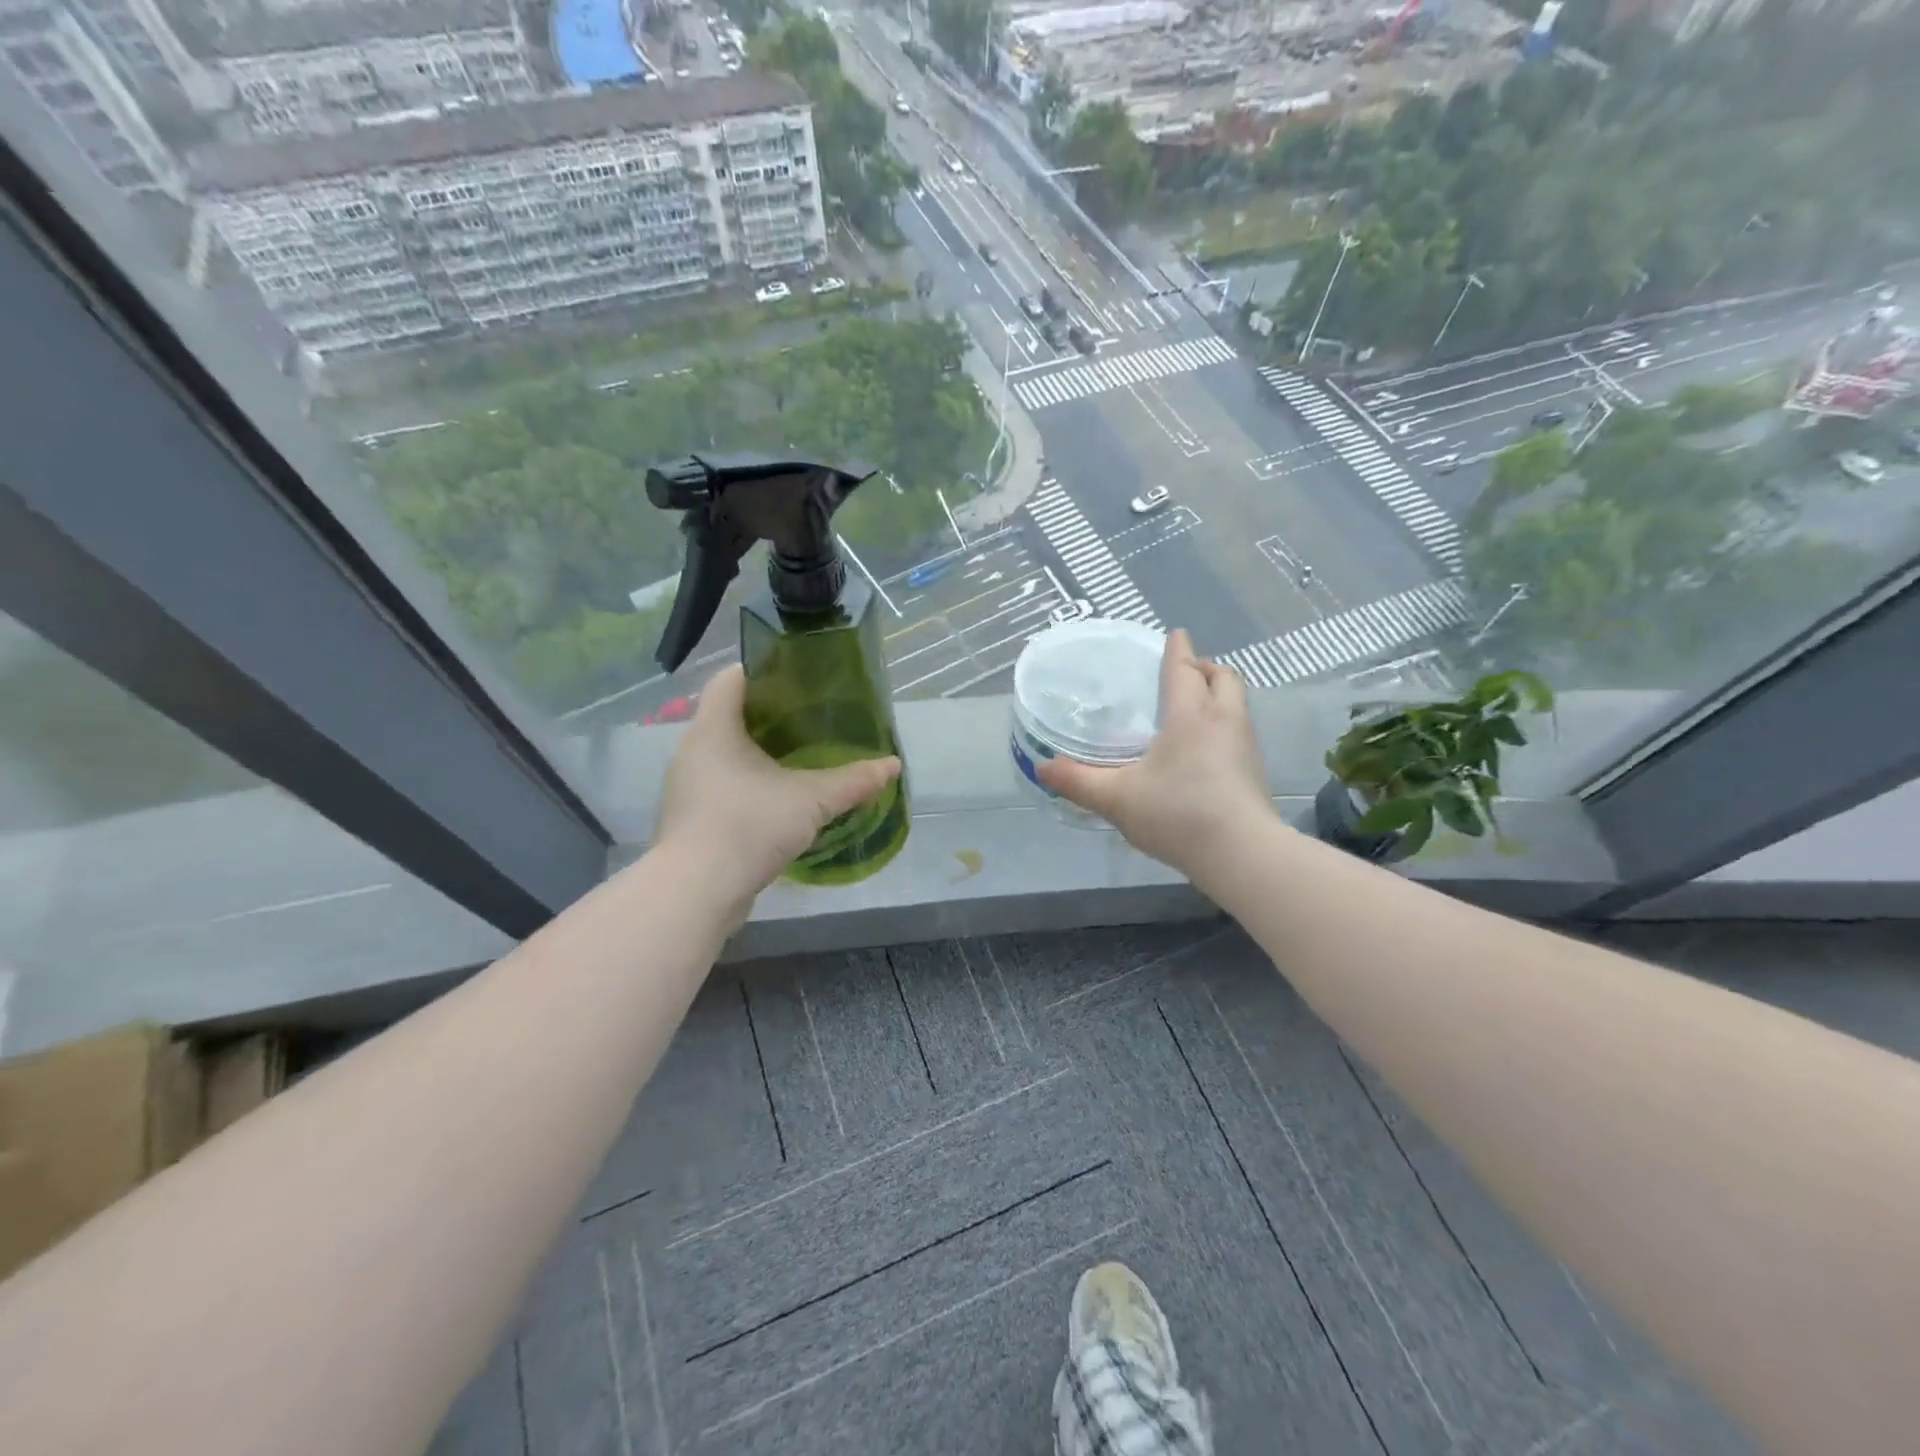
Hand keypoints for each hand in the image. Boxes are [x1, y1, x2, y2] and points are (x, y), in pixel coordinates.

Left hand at [654, 666, 900, 912]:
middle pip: (728, 716)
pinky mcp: (690, 819)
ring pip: (724, 754)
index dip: (761, 670)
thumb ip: (852, 781)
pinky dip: (747, 784)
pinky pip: (721, 786)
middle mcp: (692, 751)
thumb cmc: (750, 825)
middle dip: (767, 715)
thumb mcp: (811, 800)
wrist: (697, 891)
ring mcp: (687, 787)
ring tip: (797, 759)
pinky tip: (777, 801)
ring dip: (756, 753)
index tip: (796, 676)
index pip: (730, 679)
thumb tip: (892, 765)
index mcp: (714, 729)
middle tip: (809, 718)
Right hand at [1037, 629, 1272, 879]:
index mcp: (1190, 715)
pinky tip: (1206, 749)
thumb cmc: (1177, 813)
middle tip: (1185, 672)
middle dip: (1205, 667)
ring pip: (1237, 703)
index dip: (1178, 650)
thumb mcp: (1117, 799)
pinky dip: (1224, 724)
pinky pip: (1240, 730)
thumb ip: (1078, 782)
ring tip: (1194, 707)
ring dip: (1218, 694)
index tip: (1175, 634)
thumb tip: (1042, 767)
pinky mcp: (1255, 771)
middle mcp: (1223, 720)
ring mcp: (1246, 746)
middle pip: (1223, 678)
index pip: (1184, 669)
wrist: (1241, 853)